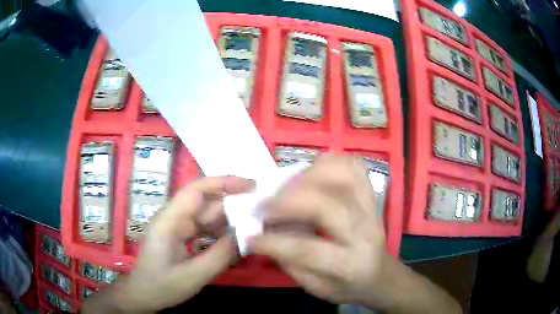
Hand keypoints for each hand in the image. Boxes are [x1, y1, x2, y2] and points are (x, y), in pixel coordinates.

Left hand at [82, 176, 253, 312]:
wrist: (143, 295)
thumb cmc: (162, 286)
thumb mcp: (194, 275)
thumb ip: (220, 255)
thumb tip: (246, 235)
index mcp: (169, 221)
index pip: (196, 190)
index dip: (223, 183)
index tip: (251, 186)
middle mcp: (173, 217)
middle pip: (205, 202)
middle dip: (232, 204)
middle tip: (261, 212)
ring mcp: (176, 226)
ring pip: (206, 215)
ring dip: (228, 219)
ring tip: (253, 226)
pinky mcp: (180, 235)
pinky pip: (203, 227)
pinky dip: (220, 231)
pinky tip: (234, 239)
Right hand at [250, 154, 460, 313]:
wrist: (379, 274)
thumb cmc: (345, 285)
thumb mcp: (315, 286)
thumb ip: (289, 260)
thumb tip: (262, 230)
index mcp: (350, 264)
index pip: (308, 250)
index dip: (273, 242)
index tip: (249, 237)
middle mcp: (365, 232)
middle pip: (328, 207)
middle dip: (287, 203)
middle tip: (262, 205)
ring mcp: (372, 209)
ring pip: (344, 177)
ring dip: (307, 176)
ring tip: (285, 187)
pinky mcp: (372, 194)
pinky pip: (353, 166)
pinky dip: (329, 162)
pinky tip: (312, 172)